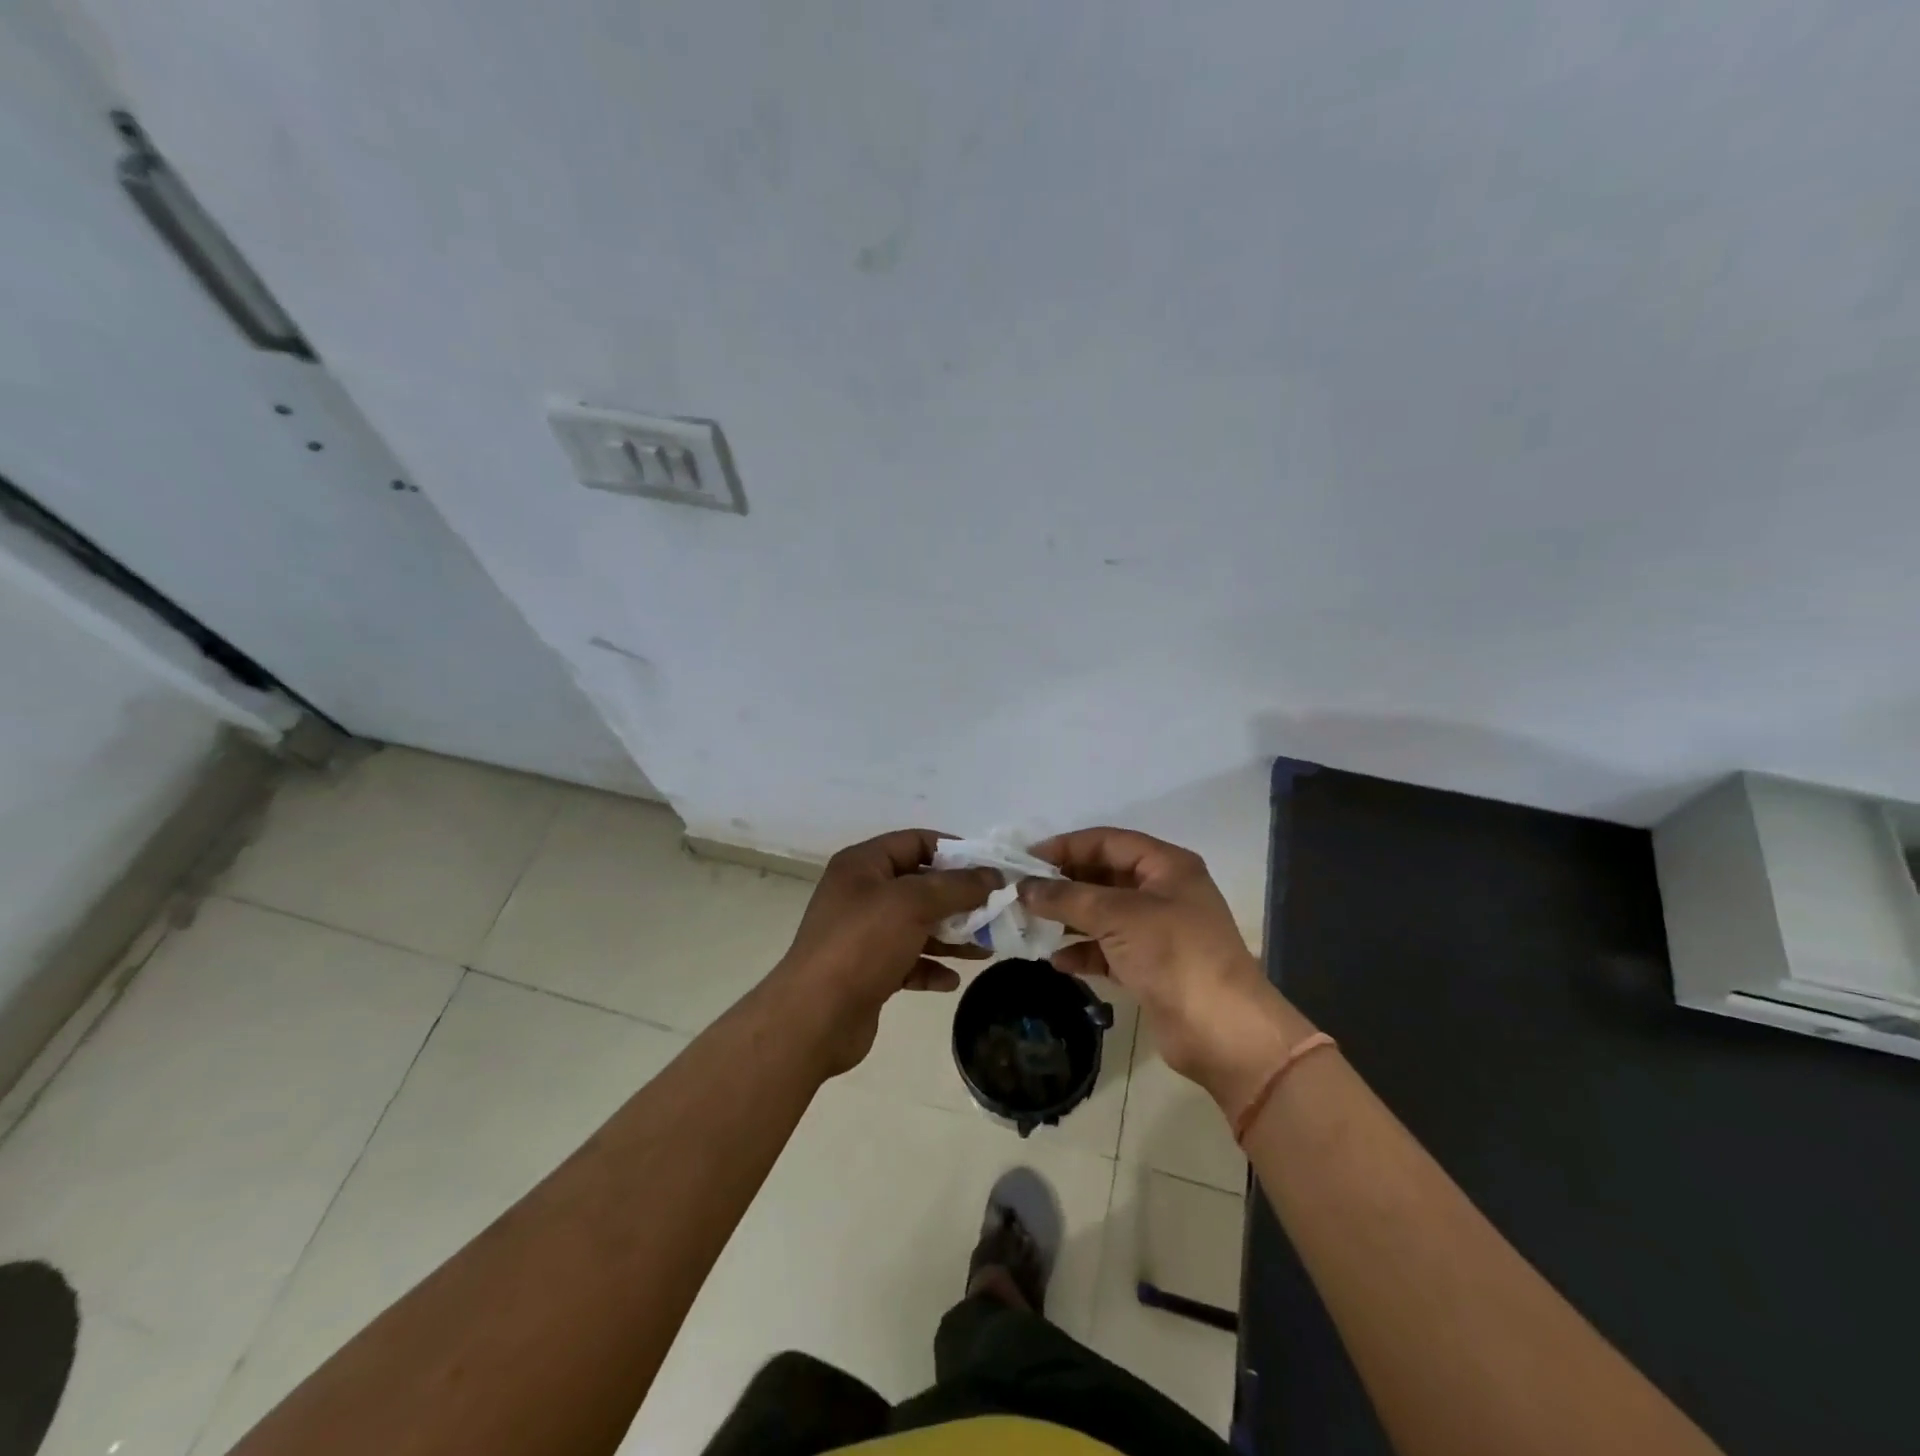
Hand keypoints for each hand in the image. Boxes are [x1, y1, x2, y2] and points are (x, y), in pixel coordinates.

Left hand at [772, 829, 1000, 1075]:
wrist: (815, 1017)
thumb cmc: (863, 944)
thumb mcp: (913, 904)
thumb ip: (957, 887)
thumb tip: (993, 875)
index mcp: (863, 865)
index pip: (915, 842)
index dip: (954, 851)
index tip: (990, 869)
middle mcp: (861, 893)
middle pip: (920, 885)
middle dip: (959, 899)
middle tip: (996, 911)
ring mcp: (863, 934)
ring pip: (917, 925)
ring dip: (951, 935)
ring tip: (986, 948)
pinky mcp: (868, 971)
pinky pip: (908, 960)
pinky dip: (930, 966)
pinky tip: (952, 980)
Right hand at [1020, 828, 1316, 1113]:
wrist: (1222, 1031)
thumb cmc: (1174, 955)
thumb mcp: (1118, 915)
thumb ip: (1067, 897)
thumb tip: (1024, 888)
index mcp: (1166, 866)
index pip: (1107, 841)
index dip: (1065, 846)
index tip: (1025, 859)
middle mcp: (1162, 892)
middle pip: (1103, 876)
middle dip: (1063, 884)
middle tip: (1021, 893)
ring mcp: (1157, 931)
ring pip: (1103, 914)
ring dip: (1068, 919)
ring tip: (1030, 925)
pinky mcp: (1150, 967)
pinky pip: (1107, 950)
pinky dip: (1083, 952)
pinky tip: (1056, 961)